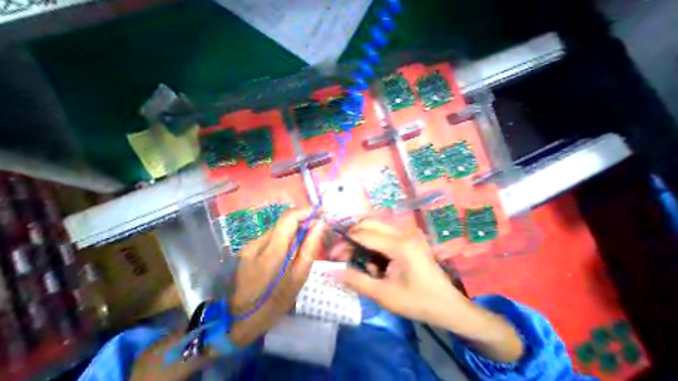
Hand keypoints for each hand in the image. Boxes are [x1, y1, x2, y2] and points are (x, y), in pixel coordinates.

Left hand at [130, 209, 325, 380]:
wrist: (238, 319)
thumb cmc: (274, 303)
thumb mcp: (298, 277)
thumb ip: (310, 248)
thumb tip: (321, 225)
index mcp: (271, 252)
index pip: (289, 218)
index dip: (306, 211)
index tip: (321, 213)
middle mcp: (258, 242)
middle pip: (285, 221)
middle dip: (303, 221)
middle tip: (318, 230)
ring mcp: (251, 244)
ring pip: (280, 228)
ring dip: (295, 230)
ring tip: (306, 242)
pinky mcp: (249, 248)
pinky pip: (273, 236)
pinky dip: (286, 237)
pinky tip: (290, 251)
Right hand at [330, 218, 469, 327]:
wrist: (449, 306)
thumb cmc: (418, 302)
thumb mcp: (384, 295)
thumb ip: (356, 280)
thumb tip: (332, 272)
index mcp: (400, 245)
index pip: (364, 234)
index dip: (346, 242)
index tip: (333, 254)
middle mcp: (404, 232)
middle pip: (369, 223)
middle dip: (353, 236)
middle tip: (345, 254)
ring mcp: (408, 232)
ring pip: (376, 225)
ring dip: (364, 239)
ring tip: (362, 260)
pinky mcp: (410, 235)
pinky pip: (385, 232)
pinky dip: (375, 242)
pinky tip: (377, 262)